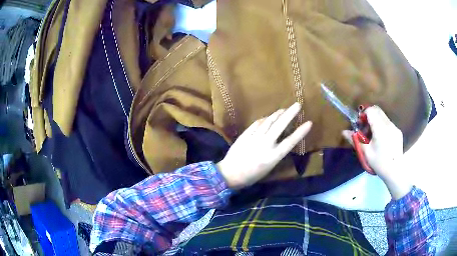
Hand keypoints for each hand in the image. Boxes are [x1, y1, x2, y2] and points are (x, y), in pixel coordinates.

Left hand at [217, 103, 311, 189]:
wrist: (230, 174)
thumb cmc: (251, 176)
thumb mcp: (268, 168)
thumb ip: (276, 153)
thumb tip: (281, 139)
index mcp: (273, 157)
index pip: (290, 142)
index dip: (300, 132)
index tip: (309, 123)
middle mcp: (265, 145)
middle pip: (280, 126)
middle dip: (290, 114)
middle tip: (297, 105)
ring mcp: (254, 138)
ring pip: (268, 122)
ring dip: (277, 114)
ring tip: (284, 109)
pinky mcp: (245, 135)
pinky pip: (257, 124)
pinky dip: (264, 119)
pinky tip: (268, 117)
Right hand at [342, 106, 411, 199]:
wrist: (395, 171)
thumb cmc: (379, 163)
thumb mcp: (366, 153)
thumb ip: (355, 140)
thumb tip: (344, 132)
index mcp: (380, 128)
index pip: (371, 110)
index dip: (363, 114)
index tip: (360, 124)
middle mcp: (388, 124)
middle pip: (377, 110)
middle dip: (369, 115)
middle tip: (365, 129)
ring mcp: (394, 127)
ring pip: (383, 116)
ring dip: (376, 120)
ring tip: (373, 135)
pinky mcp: (398, 131)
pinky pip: (388, 123)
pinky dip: (382, 126)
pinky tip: (382, 140)